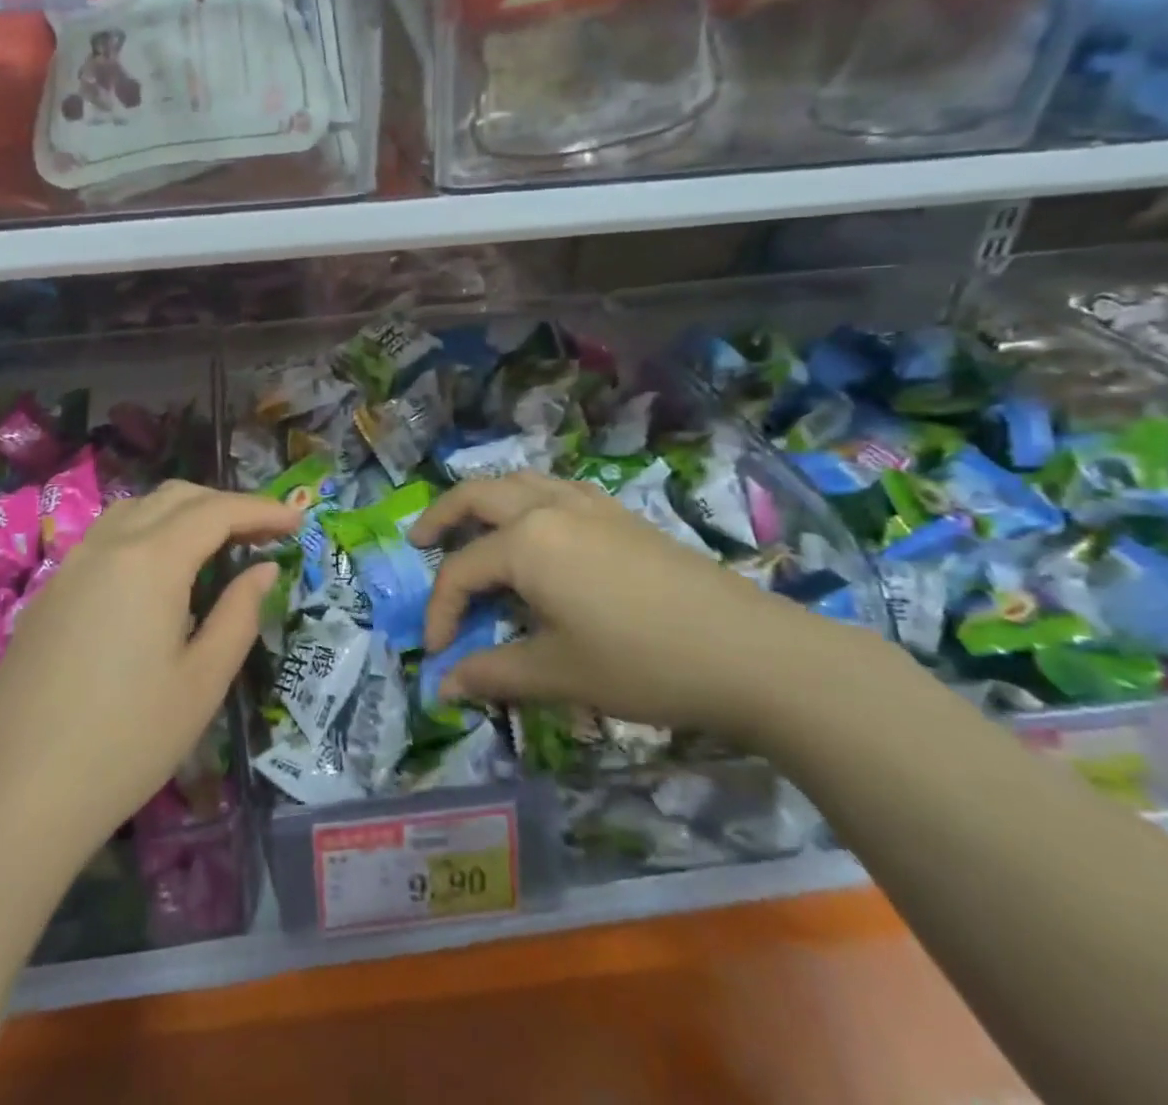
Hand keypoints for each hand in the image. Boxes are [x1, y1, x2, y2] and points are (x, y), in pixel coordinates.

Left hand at [0, 481, 299, 868]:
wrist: (15, 796)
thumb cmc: (127, 741)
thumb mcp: (203, 681)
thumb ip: (239, 613)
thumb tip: (263, 570)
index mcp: (150, 561)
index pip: (217, 511)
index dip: (263, 510)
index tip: (298, 520)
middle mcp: (108, 546)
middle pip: (175, 498)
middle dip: (225, 505)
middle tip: (264, 533)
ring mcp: (71, 566)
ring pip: (136, 510)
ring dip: (183, 513)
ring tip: (217, 545)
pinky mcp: (50, 592)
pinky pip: (107, 537)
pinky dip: (147, 532)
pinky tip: (159, 574)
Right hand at [407, 473, 848, 738]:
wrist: (747, 651)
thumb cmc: (642, 662)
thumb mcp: (558, 673)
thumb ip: (493, 673)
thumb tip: (444, 685)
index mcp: (526, 542)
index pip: (462, 571)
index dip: (441, 611)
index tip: (437, 653)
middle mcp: (549, 507)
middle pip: (477, 496)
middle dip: (442, 518)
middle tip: (420, 542)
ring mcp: (589, 503)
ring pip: (518, 481)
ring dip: (485, 500)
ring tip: (471, 527)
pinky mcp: (619, 513)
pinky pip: (554, 489)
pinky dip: (526, 500)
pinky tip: (535, 531)